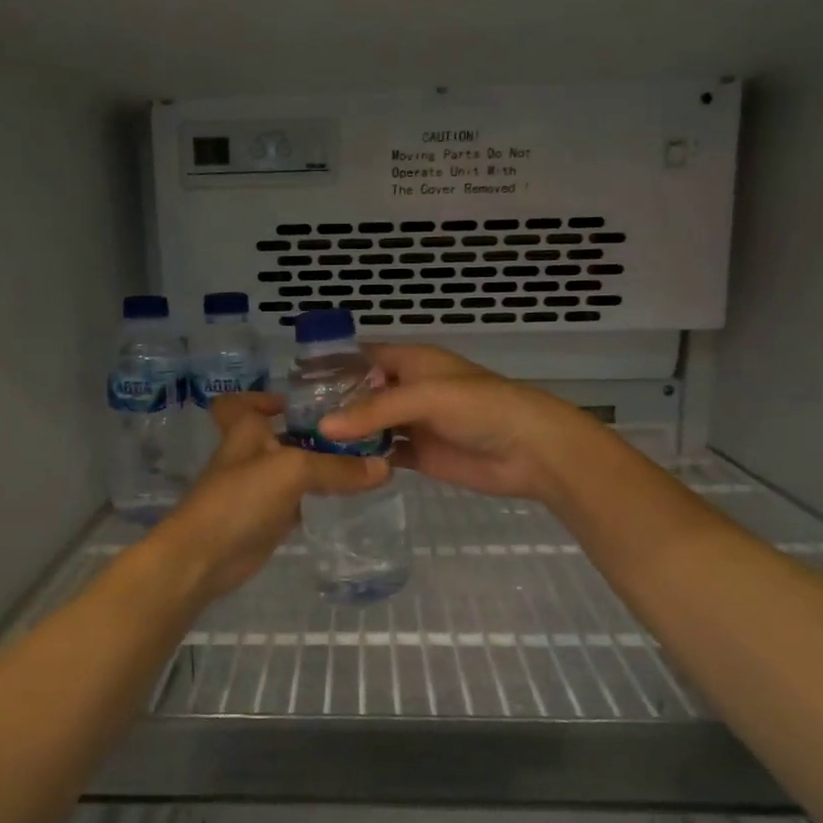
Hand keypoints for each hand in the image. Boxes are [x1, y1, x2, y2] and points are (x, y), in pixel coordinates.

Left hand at [147, 393, 389, 604]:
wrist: (204, 558)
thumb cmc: (241, 498)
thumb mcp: (293, 471)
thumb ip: (337, 467)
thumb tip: (384, 467)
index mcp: (245, 431)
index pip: (240, 403)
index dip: (260, 398)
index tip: (295, 402)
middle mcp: (250, 455)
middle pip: (279, 435)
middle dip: (311, 432)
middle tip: (356, 430)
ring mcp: (257, 490)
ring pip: (292, 469)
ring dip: (320, 466)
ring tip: (364, 461)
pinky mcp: (266, 520)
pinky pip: (297, 501)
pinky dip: (317, 498)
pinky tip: (347, 497)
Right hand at [318, 344, 605, 505]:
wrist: (530, 450)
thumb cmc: (481, 407)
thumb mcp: (426, 397)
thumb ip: (375, 410)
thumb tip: (324, 426)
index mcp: (412, 362)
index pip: (364, 356)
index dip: (333, 365)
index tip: (295, 381)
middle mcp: (408, 389)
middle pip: (362, 393)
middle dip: (333, 403)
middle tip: (292, 420)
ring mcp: (414, 423)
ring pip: (371, 425)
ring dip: (346, 433)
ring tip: (305, 444)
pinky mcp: (421, 455)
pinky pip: (385, 454)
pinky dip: (365, 458)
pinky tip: (338, 466)